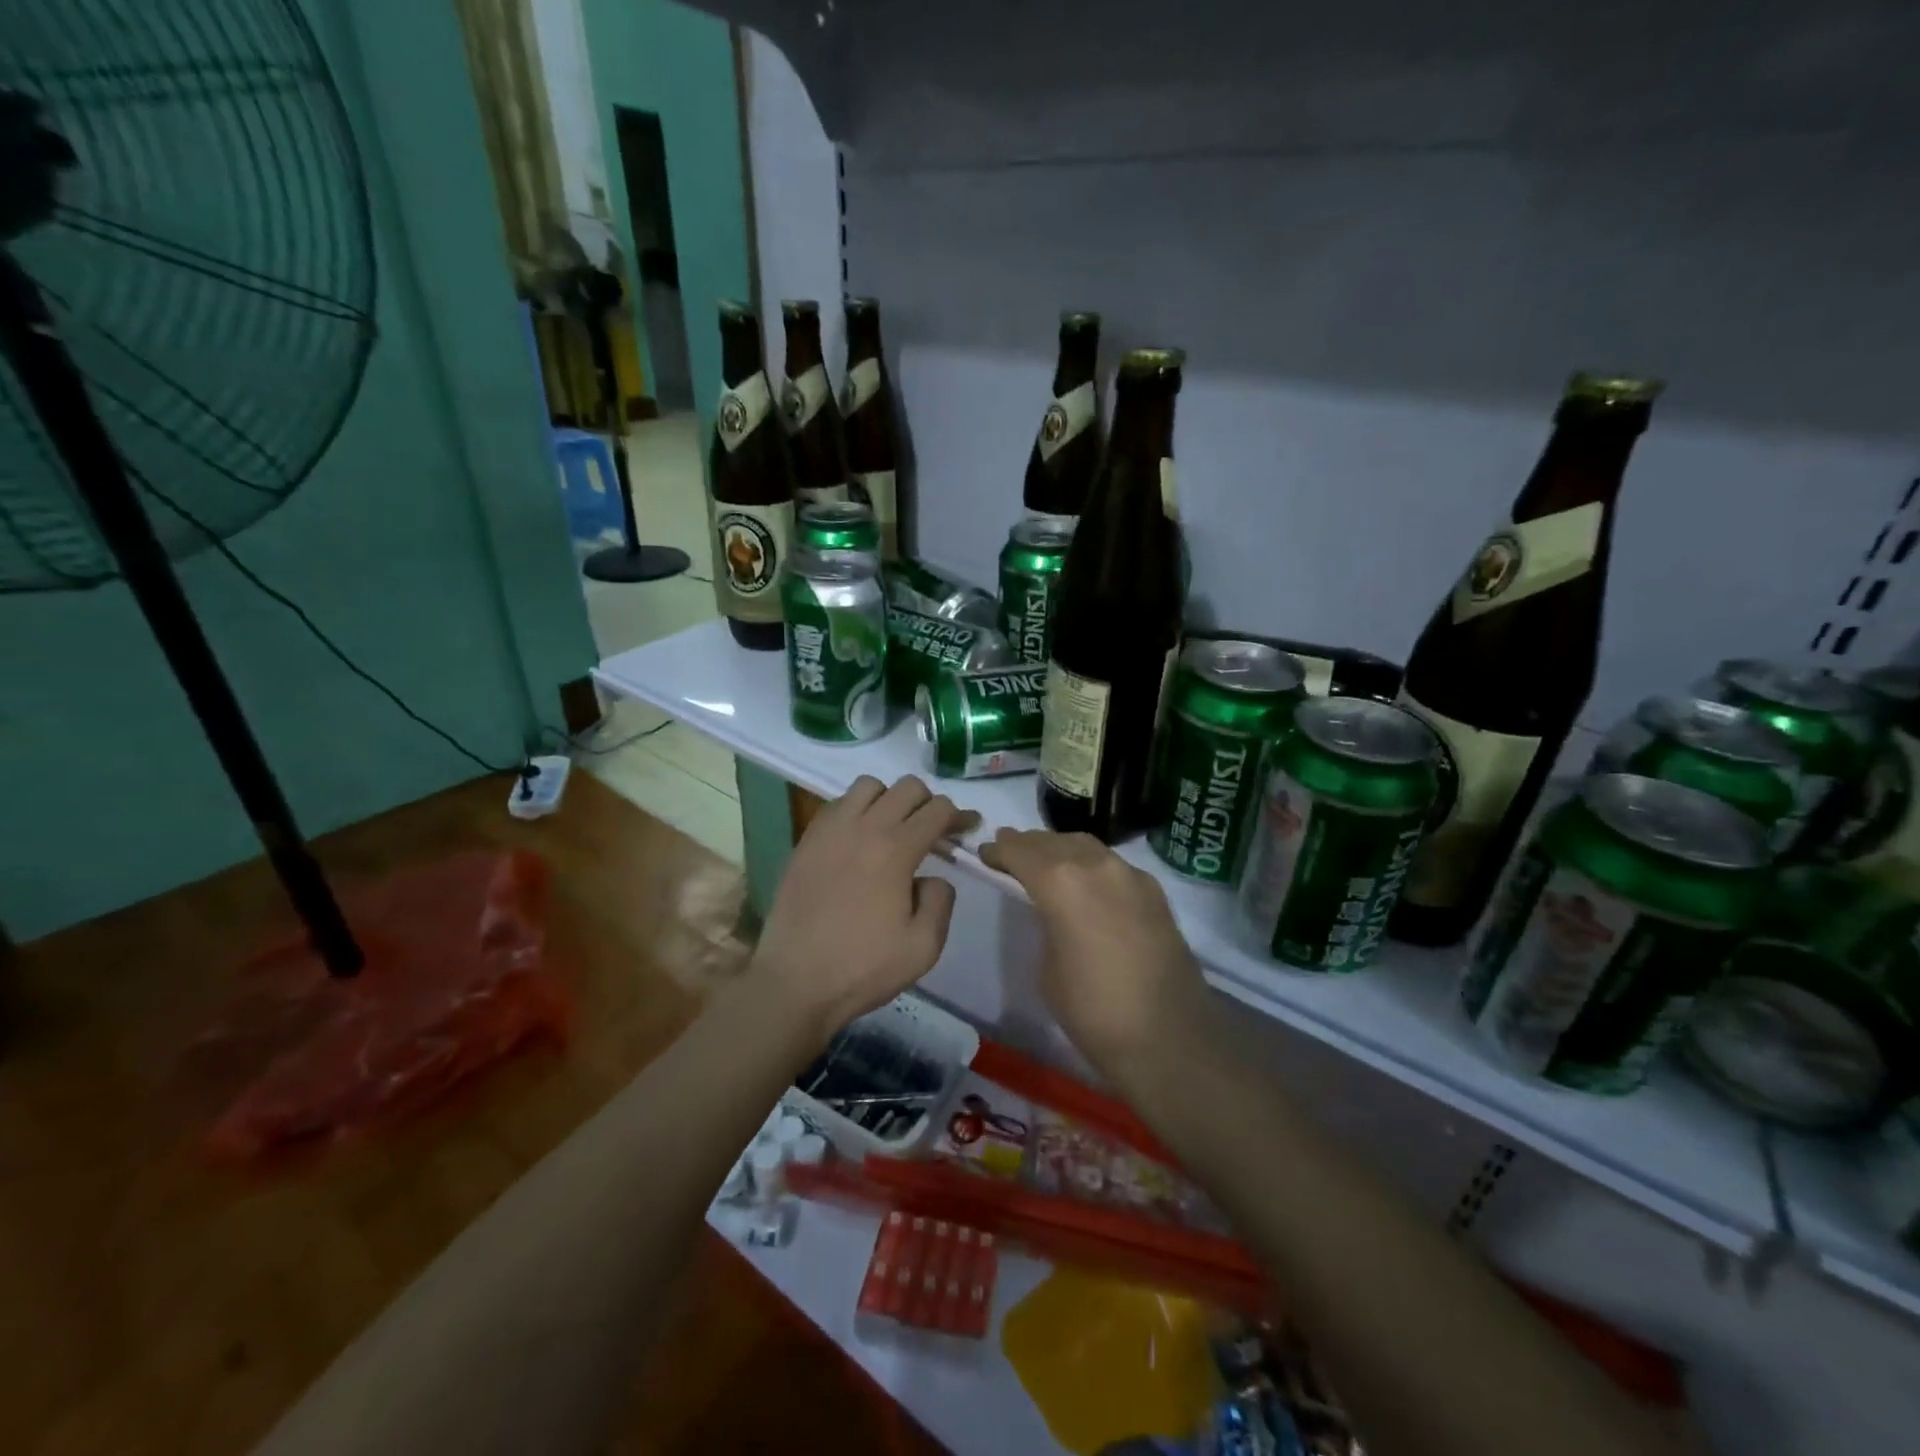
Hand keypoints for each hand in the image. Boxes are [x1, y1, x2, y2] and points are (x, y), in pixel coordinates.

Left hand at [750, 775, 975, 1047]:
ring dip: (889, 799)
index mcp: (895, 849)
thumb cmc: (862, 967)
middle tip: (933, 831)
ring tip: (892, 829)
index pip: (937, 810)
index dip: (959, 816)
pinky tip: (858, 840)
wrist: (794, 982)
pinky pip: (837, 804)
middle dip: (928, 803)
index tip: (967, 829)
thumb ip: (940, 901)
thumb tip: (932, 877)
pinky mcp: (805, 841)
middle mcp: (863, 827)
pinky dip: (856, 810)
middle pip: (906, 787)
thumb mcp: (923, 947)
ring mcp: (829, 830)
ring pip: (868, 786)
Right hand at [979, 829, 1211, 1082]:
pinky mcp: (1155, 891)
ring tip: (1045, 862)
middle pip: (1054, 842)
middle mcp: (1097, 866)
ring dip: (1061, 849)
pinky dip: (1091, 865)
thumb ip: (1046, 923)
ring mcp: (1131, 875)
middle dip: (1029, 845)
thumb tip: (1054, 911)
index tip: (986, 853)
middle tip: (1010, 852)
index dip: (1000, 850)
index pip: (1021, 851)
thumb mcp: (1048, 967)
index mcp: (1061, 883)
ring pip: (1086, 846)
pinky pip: (1113, 865)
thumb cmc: (1093, 1011)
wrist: (1169, 1037)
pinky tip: (1087, 883)